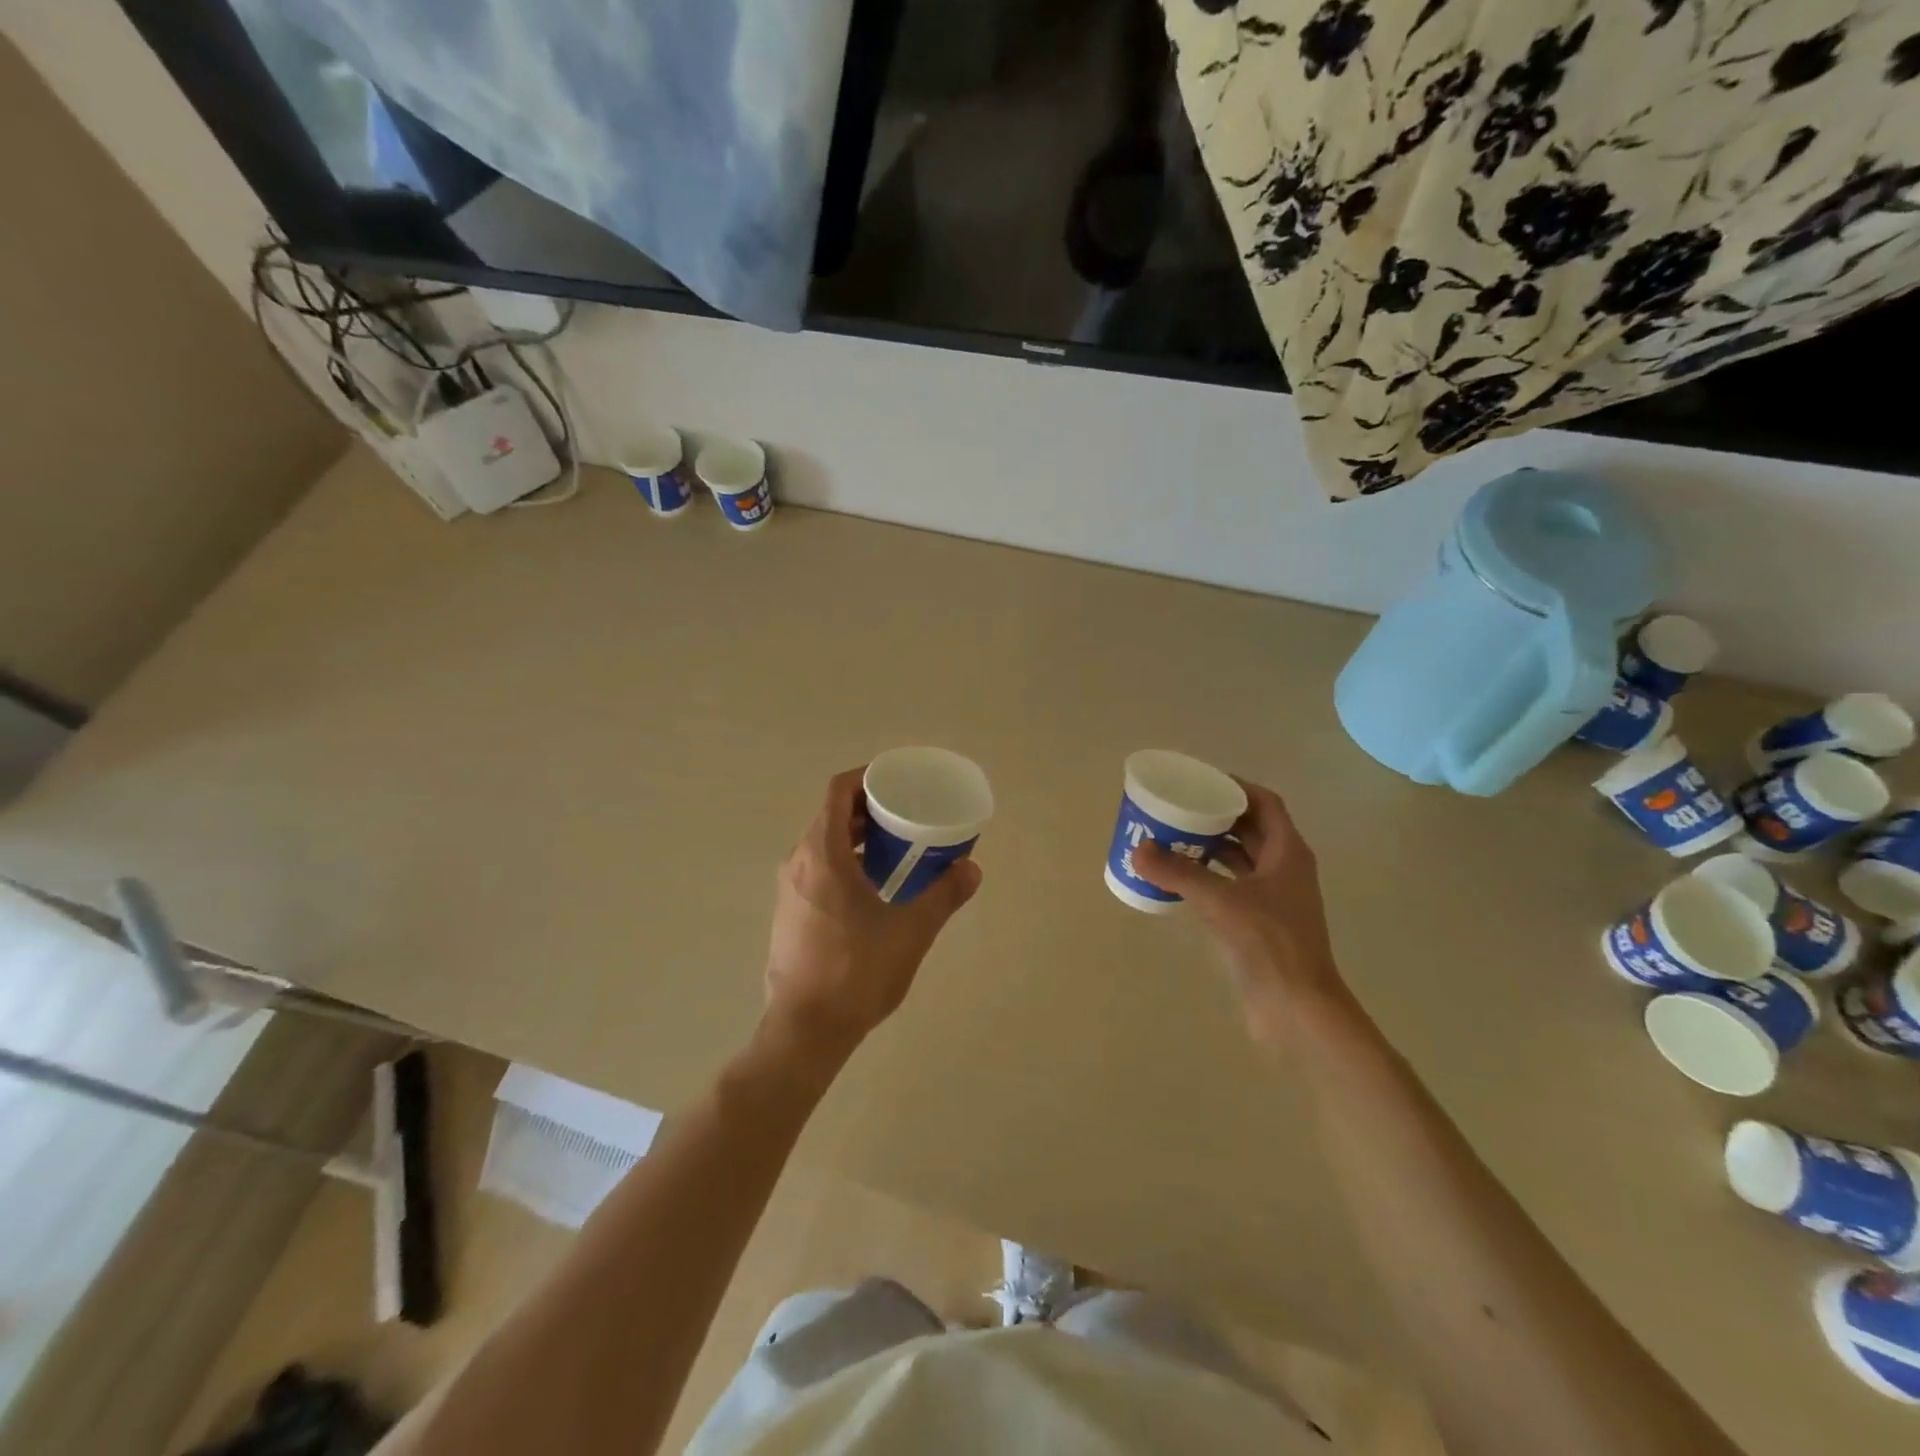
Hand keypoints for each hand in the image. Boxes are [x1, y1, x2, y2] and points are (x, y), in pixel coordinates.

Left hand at [763, 768, 982, 1060]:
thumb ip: (944, 895)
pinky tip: (874, 887)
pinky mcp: (789, 913)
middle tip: (907, 815)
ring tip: (897, 849)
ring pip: (823, 844)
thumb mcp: (911, 931)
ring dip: (857, 837)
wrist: (805, 1030)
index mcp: (822, 854)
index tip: (897, 782)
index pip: (838, 791)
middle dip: (869, 809)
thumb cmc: (856, 972)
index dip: (867, 777)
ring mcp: (789, 890)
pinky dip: (845, 862)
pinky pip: (817, 869)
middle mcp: (798, 863)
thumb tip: (972, 869)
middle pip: (831, 815)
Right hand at [1133, 778, 1348, 1046]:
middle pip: (1251, 828)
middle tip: (1178, 808)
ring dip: (1211, 846)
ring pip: (1241, 858)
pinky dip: (1209, 876)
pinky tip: (1180, 879)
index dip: (1235, 787)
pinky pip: (1232, 885)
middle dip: (1216, 815)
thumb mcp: (1219, 902)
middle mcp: (1285, 869)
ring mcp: (1274, 898)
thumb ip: (1178, 873)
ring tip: (1173, 837)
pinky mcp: (1261, 923)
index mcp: (1288, 852)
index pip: (1265, 803)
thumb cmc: (1269, 944)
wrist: (1297, 1008)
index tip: (1200, 781)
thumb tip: (1139, 850)